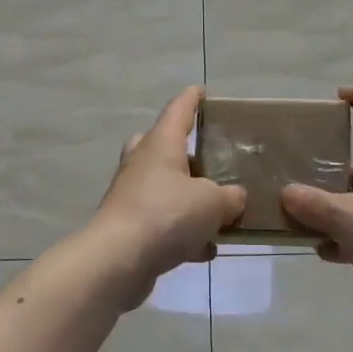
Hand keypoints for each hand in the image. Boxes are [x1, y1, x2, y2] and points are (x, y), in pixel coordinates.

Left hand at [92, 86, 245, 282]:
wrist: (118, 260)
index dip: (192, 99)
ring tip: (217, 213)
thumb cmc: (166, 215)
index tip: (203, 91)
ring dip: (187, 197)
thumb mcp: (212, 203)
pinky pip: (162, 222)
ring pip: (162, 186)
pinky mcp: (128, 227)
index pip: (178, 110)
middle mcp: (142, 163)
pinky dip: (182, 232)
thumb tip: (234, 198)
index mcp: (161, 144)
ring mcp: (131, 195)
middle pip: (161, 145)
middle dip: (183, 151)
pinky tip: (205, 250)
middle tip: (208, 161)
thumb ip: (230, 197)